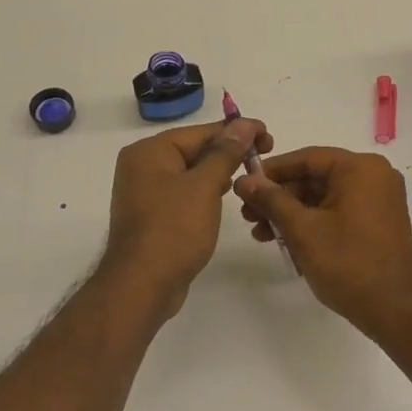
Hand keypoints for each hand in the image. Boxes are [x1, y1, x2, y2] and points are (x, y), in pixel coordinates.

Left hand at [98, 116, 270, 317]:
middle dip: (229, 153)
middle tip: (264, 157)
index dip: (238, 132)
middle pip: (195, 150)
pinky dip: (205, 192)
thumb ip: (225, 153)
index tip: (269, 136)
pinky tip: (225, 198)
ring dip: (219, 173)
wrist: (142, 286)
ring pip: (191, 173)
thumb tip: (244, 124)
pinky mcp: (153, 215)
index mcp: (149, 151)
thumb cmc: (173, 229)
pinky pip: (185, 194)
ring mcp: (145, 192)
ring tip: (250, 177)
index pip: (201, 132)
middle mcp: (143, 166)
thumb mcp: (204, 186)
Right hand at [233, 147, 411, 340]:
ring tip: (260, 233)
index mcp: (361, 169)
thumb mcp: (302, 229)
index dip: (272, 171)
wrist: (392, 310)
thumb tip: (244, 180)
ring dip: (291, 213)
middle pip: (315, 178)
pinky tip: (285, 240)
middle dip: (279, 197)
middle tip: (248, 214)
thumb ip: (271, 200)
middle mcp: (375, 176)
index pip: (307, 158)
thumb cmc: (347, 263)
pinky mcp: (377, 222)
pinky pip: (337, 211)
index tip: (244, 184)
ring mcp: (379, 200)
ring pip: (323, 197)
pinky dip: (312, 222)